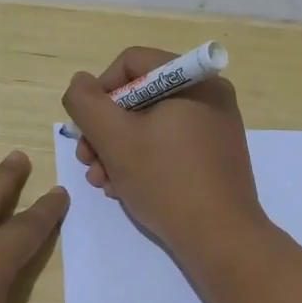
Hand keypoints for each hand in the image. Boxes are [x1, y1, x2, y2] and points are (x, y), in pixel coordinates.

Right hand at [62, 46, 263, 257]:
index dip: (99, 92)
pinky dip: (142, 161)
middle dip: (105, 130)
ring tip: (102, 182)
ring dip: (117, 150)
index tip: (87, 129)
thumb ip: (87, 103)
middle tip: (87, 162)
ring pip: (150, 124)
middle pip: (138, 96)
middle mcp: (209, 95)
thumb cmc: (166, 181)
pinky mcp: (214, 156)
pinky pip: (169, 145)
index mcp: (193, 79)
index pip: (130, 63)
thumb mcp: (114, 139)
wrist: (220, 238)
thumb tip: (80, 83)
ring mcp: (214, 127)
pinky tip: (124, 188)